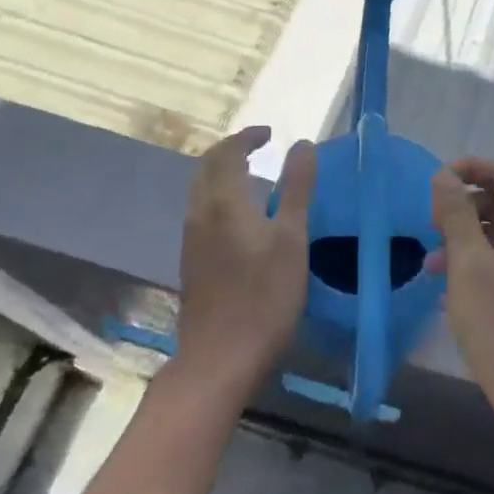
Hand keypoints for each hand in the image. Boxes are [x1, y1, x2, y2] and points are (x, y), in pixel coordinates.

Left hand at [175, 126, 317, 399]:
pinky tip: (241, 218)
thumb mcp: (291, 238)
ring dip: (223, 174)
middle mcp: (200, 215)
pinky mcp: (192, 264)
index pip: (226, 153)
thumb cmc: (264, 297)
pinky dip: (219, 198)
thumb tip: (302, 144)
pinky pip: (202, 213)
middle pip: (206, 169)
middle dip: (230, 151)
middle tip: (259, 148)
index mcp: (223, 203)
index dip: (246, 137)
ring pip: (201, 192)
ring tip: (253, 177)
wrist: (219, 359)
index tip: (270, 134)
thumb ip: (297, 188)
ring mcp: (191, 241)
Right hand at [429, 158, 493, 425]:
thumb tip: (445, 175)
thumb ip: (456, 215)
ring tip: (431, 266)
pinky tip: (452, 293)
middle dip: (463, 207)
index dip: (470, 168)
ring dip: (465, 240)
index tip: (435, 183)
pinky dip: (477, 266)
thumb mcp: (469, 265)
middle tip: (430, 228)